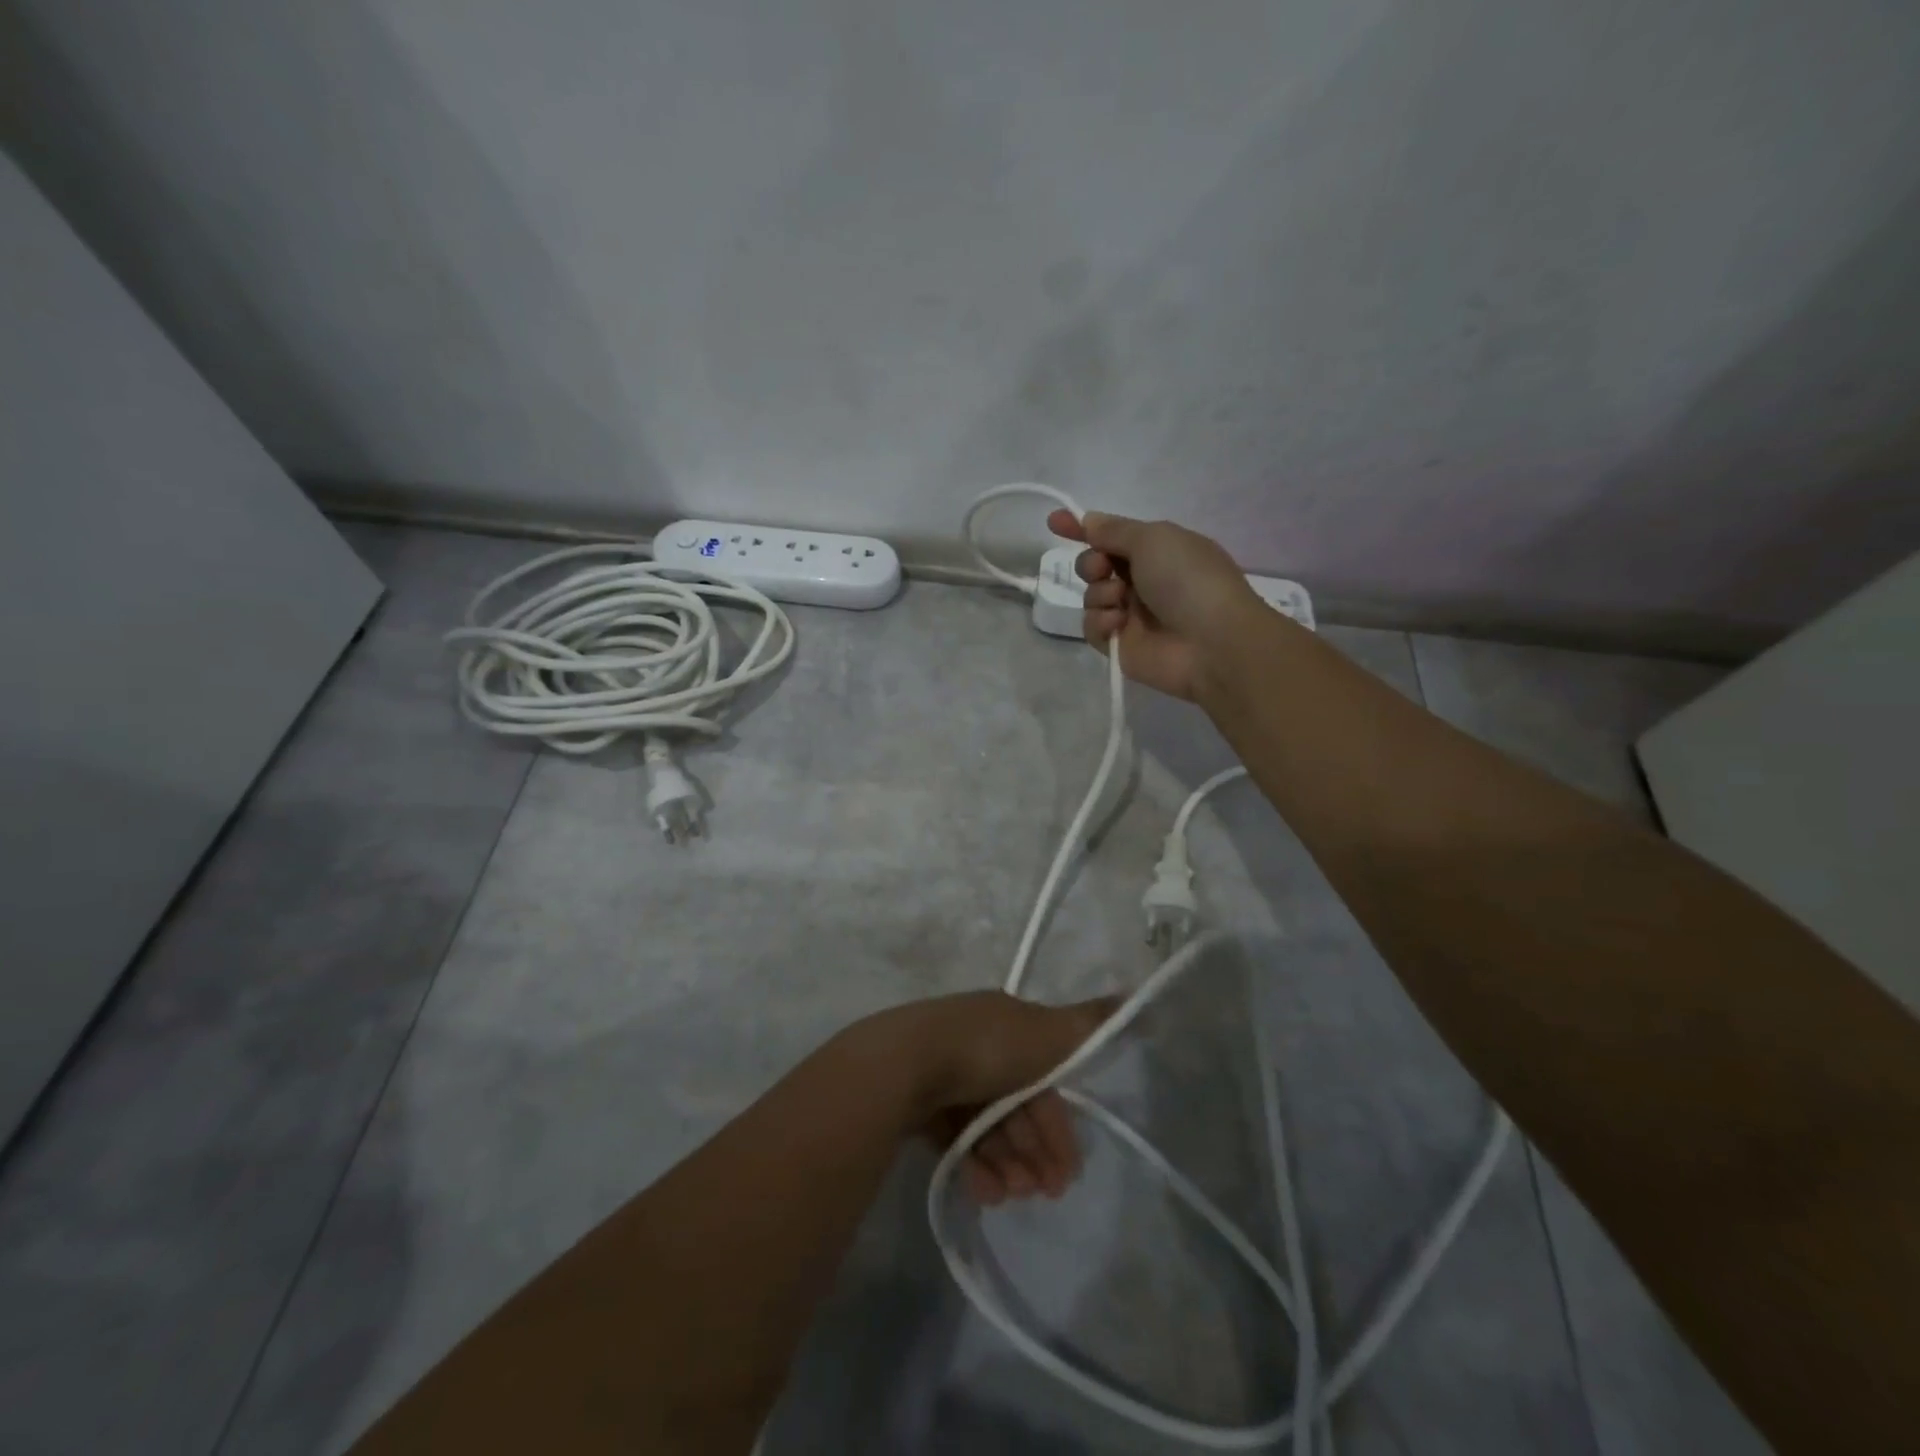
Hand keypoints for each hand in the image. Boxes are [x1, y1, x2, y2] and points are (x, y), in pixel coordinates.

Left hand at [870, 992, 1116, 1205]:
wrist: (906, 1063)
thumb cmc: (986, 1048)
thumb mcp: (1049, 1032)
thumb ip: (1092, 1022)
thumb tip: (1137, 992)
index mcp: (1006, 1023)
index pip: (1044, 1077)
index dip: (1059, 1123)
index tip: (1071, 1169)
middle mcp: (976, 1044)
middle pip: (1016, 1106)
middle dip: (1035, 1151)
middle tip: (1044, 1193)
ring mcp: (943, 1072)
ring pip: (986, 1126)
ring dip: (1007, 1164)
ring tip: (1010, 1197)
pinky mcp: (916, 1101)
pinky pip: (954, 1137)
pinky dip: (973, 1165)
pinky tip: (983, 1191)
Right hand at [1046, 509, 1262, 701]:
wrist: (1211, 642)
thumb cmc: (1188, 580)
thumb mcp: (1153, 538)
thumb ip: (1114, 530)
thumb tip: (1089, 520)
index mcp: (1158, 550)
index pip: (1112, 535)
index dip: (1083, 528)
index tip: (1055, 523)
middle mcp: (1144, 580)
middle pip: (1095, 565)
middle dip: (1091, 563)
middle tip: (1103, 570)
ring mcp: (1132, 614)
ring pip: (1091, 596)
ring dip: (1099, 594)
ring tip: (1120, 602)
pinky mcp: (1121, 645)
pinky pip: (1093, 627)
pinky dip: (1100, 622)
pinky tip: (1117, 625)